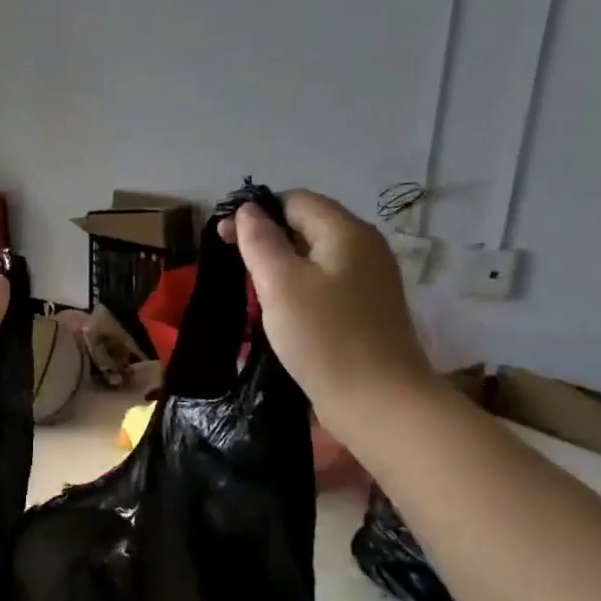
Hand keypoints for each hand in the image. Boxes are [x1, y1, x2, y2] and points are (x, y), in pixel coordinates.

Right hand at [219, 190, 435, 431]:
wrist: (377, 400)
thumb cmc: (323, 336)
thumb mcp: (280, 283)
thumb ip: (260, 241)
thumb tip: (249, 209)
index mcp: (346, 232)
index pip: (296, 201)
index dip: (257, 212)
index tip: (223, 239)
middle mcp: (365, 248)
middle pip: (308, 227)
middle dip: (267, 240)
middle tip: (233, 268)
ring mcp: (370, 281)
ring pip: (316, 259)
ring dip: (281, 268)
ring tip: (252, 292)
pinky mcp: (367, 311)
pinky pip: (326, 286)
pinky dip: (299, 290)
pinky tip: (282, 314)